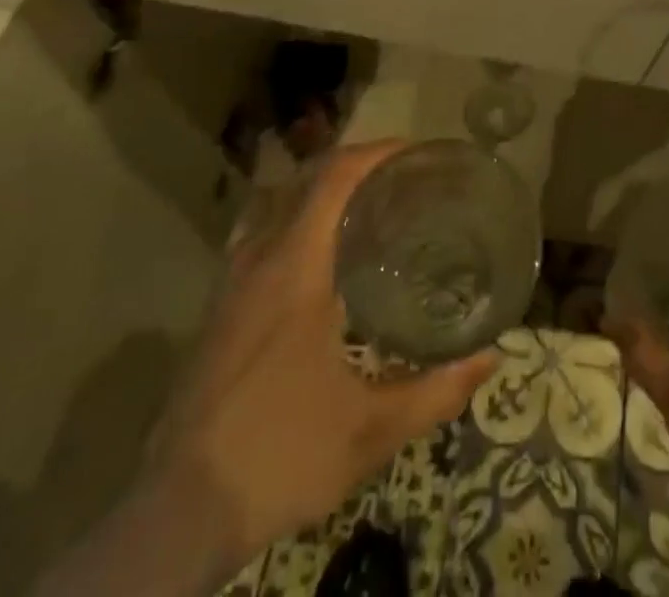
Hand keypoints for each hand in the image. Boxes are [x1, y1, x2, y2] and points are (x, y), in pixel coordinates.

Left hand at [40, 142, 495, 596]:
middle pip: (304, 179)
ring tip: (365, 207)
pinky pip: (258, 233)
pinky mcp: (217, 307)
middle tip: (402, 180)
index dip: (375, 153)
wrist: (178, 515)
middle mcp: (258, 259)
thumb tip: (490, 356)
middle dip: (355, 166)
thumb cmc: (280, 456)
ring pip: (276, 203)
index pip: (333, 178)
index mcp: (294, 268)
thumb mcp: (370, 433)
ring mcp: (230, 281)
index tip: (414, 153)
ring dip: (320, 190)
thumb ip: (436, 391)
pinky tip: (317, 256)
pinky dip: (292, 219)